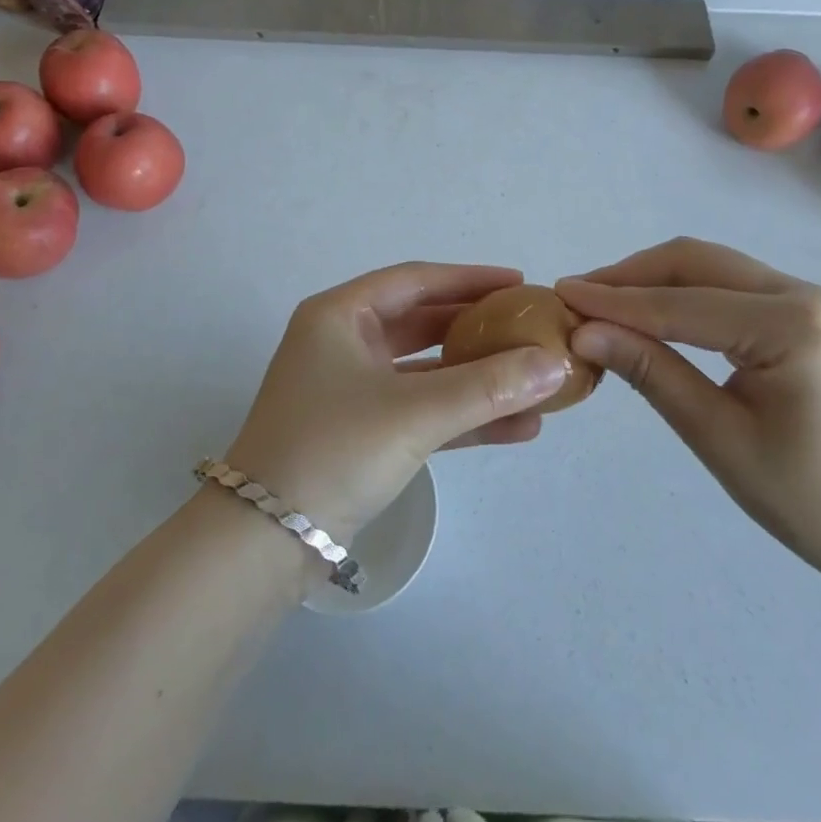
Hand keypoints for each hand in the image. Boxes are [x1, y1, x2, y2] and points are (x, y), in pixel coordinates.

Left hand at [224, 262, 569, 541]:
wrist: (264, 542)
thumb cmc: (333, 449)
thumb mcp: (414, 413)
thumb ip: (488, 387)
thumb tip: (557, 363)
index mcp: (340, 315)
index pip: (415, 280)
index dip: (470, 279)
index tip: (519, 284)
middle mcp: (343, 342)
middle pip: (423, 323)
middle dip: (479, 330)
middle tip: (531, 328)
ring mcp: (351, 389)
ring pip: (427, 372)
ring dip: (479, 380)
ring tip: (538, 383)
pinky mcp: (361, 432)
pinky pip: (422, 411)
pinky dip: (463, 416)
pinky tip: (516, 428)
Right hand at [557, 238, 820, 585]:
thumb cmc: (810, 499)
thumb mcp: (718, 437)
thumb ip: (652, 373)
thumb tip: (584, 333)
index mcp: (788, 325)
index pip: (679, 303)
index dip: (614, 300)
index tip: (559, 294)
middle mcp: (798, 293)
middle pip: (692, 262)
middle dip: (629, 276)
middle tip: (576, 297)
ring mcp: (801, 298)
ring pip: (707, 266)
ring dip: (651, 279)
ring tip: (600, 302)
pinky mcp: (797, 313)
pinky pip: (725, 285)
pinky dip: (678, 292)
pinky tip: (648, 312)